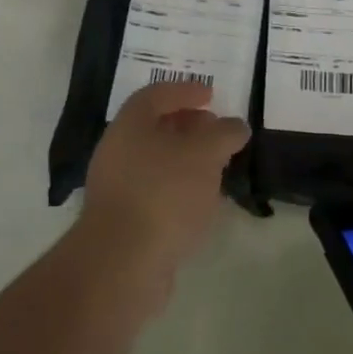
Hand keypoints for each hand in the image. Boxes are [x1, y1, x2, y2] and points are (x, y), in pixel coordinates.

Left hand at [77, 80, 249, 297]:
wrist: (123, 262)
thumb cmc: (164, 193)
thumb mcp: (204, 154)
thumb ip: (223, 134)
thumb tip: (236, 126)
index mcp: (130, 124)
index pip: (156, 94)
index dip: (185, 90)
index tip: (211, 95)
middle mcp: (117, 150)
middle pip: (154, 127)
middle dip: (187, 125)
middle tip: (216, 130)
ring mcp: (117, 187)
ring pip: (155, 162)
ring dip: (184, 159)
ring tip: (216, 167)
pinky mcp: (123, 221)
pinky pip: (154, 192)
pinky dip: (178, 188)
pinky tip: (200, 202)